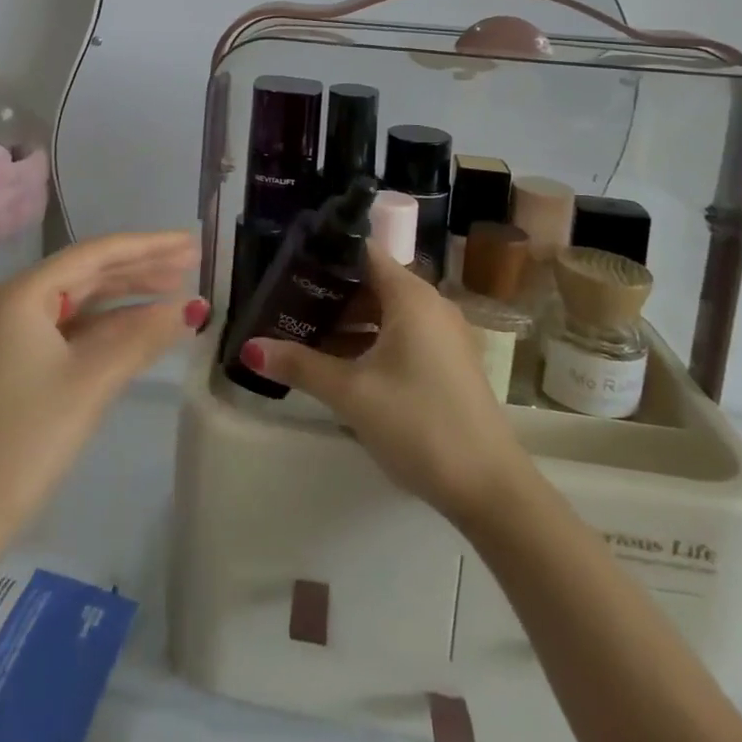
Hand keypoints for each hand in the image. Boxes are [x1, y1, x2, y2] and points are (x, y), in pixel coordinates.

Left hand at [0, 230, 205, 523]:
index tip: (189, 241)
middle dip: (142, 266)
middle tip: (192, 260)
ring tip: (179, 285)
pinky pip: (76, 327)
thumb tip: (191, 308)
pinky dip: (112, 324)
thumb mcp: (92, 382)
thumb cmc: (29, 438)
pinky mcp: (24, 358)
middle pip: (91, 271)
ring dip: (130, 294)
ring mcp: (19, 330)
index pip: (96, 255)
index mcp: (24, 293)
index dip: (147, 246)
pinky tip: (146, 323)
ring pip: (85, 299)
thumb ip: (142, 338)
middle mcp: (18, 300)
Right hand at [238, 245, 524, 523]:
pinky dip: (370, 341)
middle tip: (285, 302)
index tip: (287, 262)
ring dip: (348, 322)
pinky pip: (401, 335)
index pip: (362, 252)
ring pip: (385, 312)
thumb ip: (300, 365)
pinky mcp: (447, 363)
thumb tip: (249, 348)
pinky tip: (340, 365)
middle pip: (371, 282)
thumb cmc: (419, 423)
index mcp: (410, 296)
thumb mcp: (352, 394)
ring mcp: (443, 335)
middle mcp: (430, 305)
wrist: (492, 489)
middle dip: (329, 293)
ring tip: (302, 332)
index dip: (324, 254)